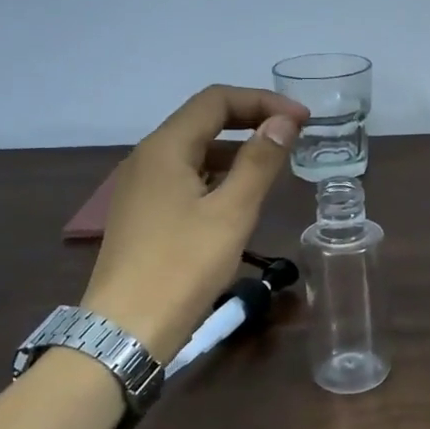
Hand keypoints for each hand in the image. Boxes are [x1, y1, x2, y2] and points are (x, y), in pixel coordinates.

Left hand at [80, 85, 308, 362]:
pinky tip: (240, 196)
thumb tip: (283, 121)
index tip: (302, 119)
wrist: (127, 328)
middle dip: (250, 120)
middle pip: (203, 120)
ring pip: (195, 151)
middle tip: (293, 134)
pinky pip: (185, 177)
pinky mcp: (144, 213)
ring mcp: (142, 187)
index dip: (262, 101)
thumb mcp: (232, 212)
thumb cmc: (184, 266)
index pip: (216, 100)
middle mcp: (147, 158)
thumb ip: (259, 161)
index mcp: (165, 148)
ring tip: (274, 164)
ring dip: (236, 148)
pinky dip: (218, 174)